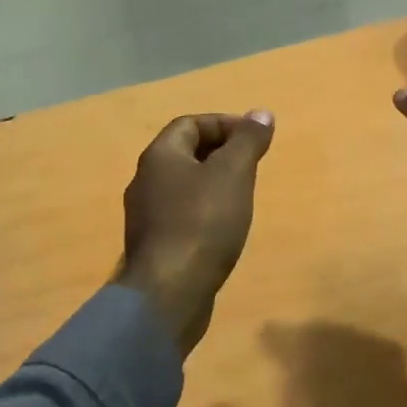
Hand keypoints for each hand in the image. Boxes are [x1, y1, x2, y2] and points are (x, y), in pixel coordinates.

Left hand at [115, 111, 275, 355]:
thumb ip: (247, 141)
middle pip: (184, 154)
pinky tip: (224, 230)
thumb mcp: (233, 173)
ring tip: (242, 196)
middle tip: (252, 166)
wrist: (169, 293)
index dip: (224, 124)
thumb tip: (261, 113)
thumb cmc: (202, 223)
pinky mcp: (154, 247)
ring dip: (213, 184)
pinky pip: (181, 216)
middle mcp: (145, 181)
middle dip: (220, 153)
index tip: (255, 139)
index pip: (190, 124)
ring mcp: (146, 217)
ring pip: (183, 187)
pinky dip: (204, 213)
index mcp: (159, 156)